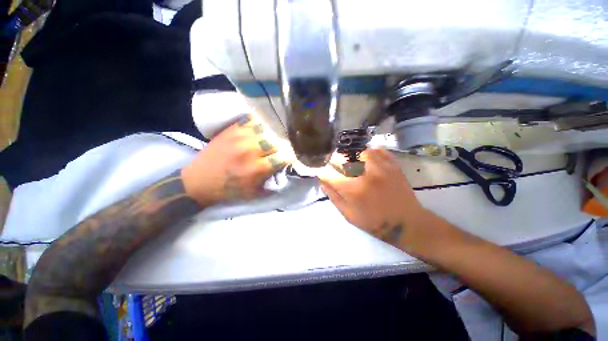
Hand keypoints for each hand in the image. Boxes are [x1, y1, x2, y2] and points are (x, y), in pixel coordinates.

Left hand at [181, 114, 289, 205]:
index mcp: (256, 168)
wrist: (199, 181)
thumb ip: (271, 183)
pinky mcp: (230, 131)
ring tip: (266, 142)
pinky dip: (256, 125)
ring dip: (268, 137)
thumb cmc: (228, 190)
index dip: (289, 159)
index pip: (282, 158)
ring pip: (265, 130)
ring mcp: (239, 138)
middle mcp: (250, 151)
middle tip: (275, 153)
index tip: (289, 160)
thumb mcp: (253, 193)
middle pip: (275, 143)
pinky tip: (256, 131)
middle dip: (278, 149)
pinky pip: (250, 120)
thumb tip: (283, 173)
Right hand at [319, 148, 430, 250]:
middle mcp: (366, 175)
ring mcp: (381, 168)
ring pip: (361, 151)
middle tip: (336, 167)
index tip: (322, 173)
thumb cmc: (374, 222)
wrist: (406, 223)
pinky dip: (371, 152)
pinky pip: (379, 150)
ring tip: (353, 163)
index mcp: (353, 189)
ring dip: (353, 156)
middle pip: (344, 158)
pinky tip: (368, 159)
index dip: (323, 172)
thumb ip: (334, 197)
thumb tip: (322, 182)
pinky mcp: (393, 165)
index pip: (330, 174)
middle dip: (335, 161)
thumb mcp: (349, 215)